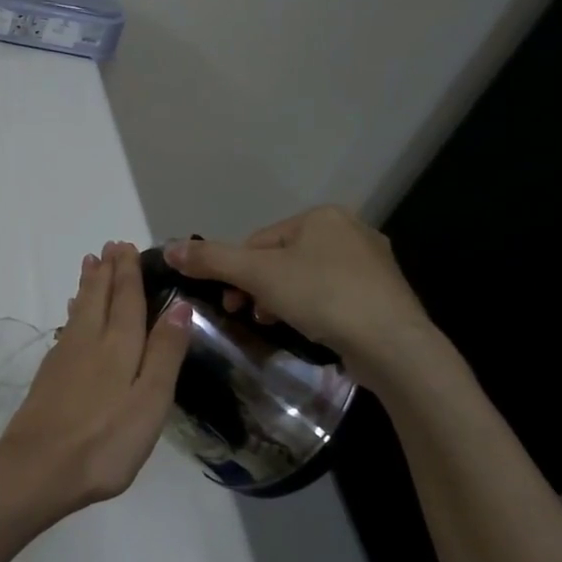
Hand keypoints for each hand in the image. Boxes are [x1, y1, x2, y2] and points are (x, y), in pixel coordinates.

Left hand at [0, 241, 189, 522]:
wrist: (39, 466)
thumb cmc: (105, 440)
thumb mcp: (150, 400)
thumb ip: (164, 353)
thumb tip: (179, 306)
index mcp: (118, 346)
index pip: (126, 300)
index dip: (128, 273)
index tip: (127, 247)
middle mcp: (89, 342)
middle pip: (99, 298)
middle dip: (106, 271)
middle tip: (109, 246)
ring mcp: (65, 358)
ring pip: (80, 310)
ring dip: (88, 285)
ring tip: (90, 264)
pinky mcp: (50, 375)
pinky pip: (68, 328)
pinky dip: (75, 312)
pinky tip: (74, 315)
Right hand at [162, 206, 434, 383]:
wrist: (393, 345)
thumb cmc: (322, 297)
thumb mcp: (257, 275)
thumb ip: (211, 259)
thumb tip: (168, 249)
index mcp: (322, 216)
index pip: (259, 241)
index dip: (238, 272)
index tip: (232, 303)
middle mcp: (351, 230)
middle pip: (282, 258)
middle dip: (260, 288)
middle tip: (251, 316)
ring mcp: (372, 263)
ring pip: (307, 278)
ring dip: (283, 300)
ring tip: (277, 325)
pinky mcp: (384, 295)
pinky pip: (334, 295)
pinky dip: (314, 310)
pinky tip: (311, 330)